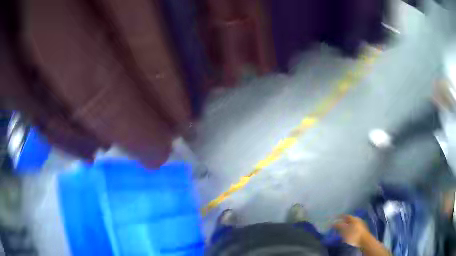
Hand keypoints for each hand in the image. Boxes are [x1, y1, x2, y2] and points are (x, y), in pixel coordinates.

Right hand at [333, 215, 370, 246]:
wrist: (365, 240)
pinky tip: (347, 233)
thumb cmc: (354, 235)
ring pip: (351, 224)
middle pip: (348, 219)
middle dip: (343, 222)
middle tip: (337, 225)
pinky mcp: (361, 229)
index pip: (345, 216)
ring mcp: (360, 224)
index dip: (340, 216)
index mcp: (353, 218)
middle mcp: (357, 219)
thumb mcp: (345, 231)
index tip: (335, 218)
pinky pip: (353, 227)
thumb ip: (339, 227)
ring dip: (346, 226)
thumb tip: (333, 223)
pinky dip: (349, 229)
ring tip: (341, 230)